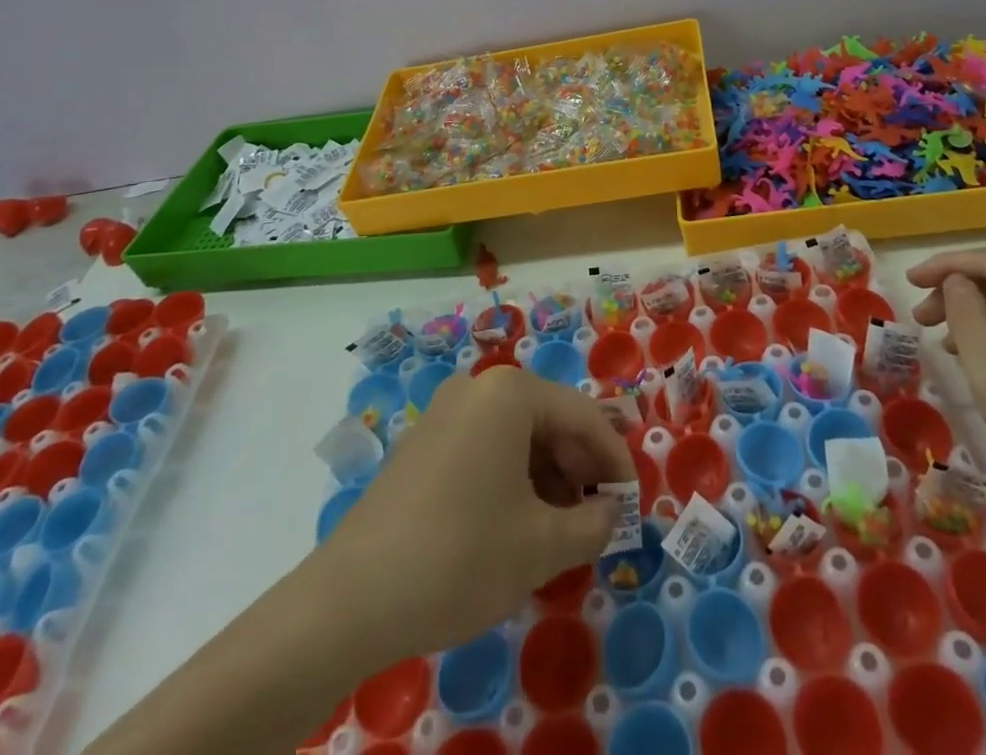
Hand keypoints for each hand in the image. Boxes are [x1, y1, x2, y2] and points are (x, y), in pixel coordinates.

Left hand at [317, 365, 632, 661]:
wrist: (353, 597)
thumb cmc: (461, 555)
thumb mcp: (541, 546)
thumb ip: (592, 525)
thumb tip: (612, 513)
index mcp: (509, 393)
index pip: (582, 414)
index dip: (614, 458)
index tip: (632, 502)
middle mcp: (476, 388)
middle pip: (547, 419)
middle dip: (578, 468)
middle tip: (597, 517)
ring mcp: (444, 413)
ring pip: (515, 435)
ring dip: (547, 477)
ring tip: (560, 529)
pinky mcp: (423, 443)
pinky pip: (484, 448)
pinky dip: (511, 478)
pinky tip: (516, 524)